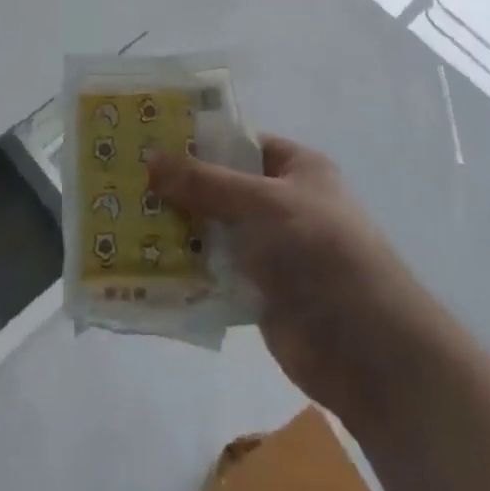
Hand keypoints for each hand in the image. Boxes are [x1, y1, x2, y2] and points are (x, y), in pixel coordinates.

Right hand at [150, 136, 419, 423]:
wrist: (369, 350)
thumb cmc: (322, 252)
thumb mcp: (264, 204)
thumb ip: (206, 184)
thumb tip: (151, 159)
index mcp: (296, 169)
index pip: (239, 143)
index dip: (196, 141)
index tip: (147, 140)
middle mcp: (282, 204)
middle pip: (220, 188)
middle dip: (178, 187)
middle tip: (123, 180)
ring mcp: (271, 251)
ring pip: (213, 231)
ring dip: (176, 229)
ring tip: (120, 219)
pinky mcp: (259, 293)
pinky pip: (214, 273)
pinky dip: (186, 269)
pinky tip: (144, 265)